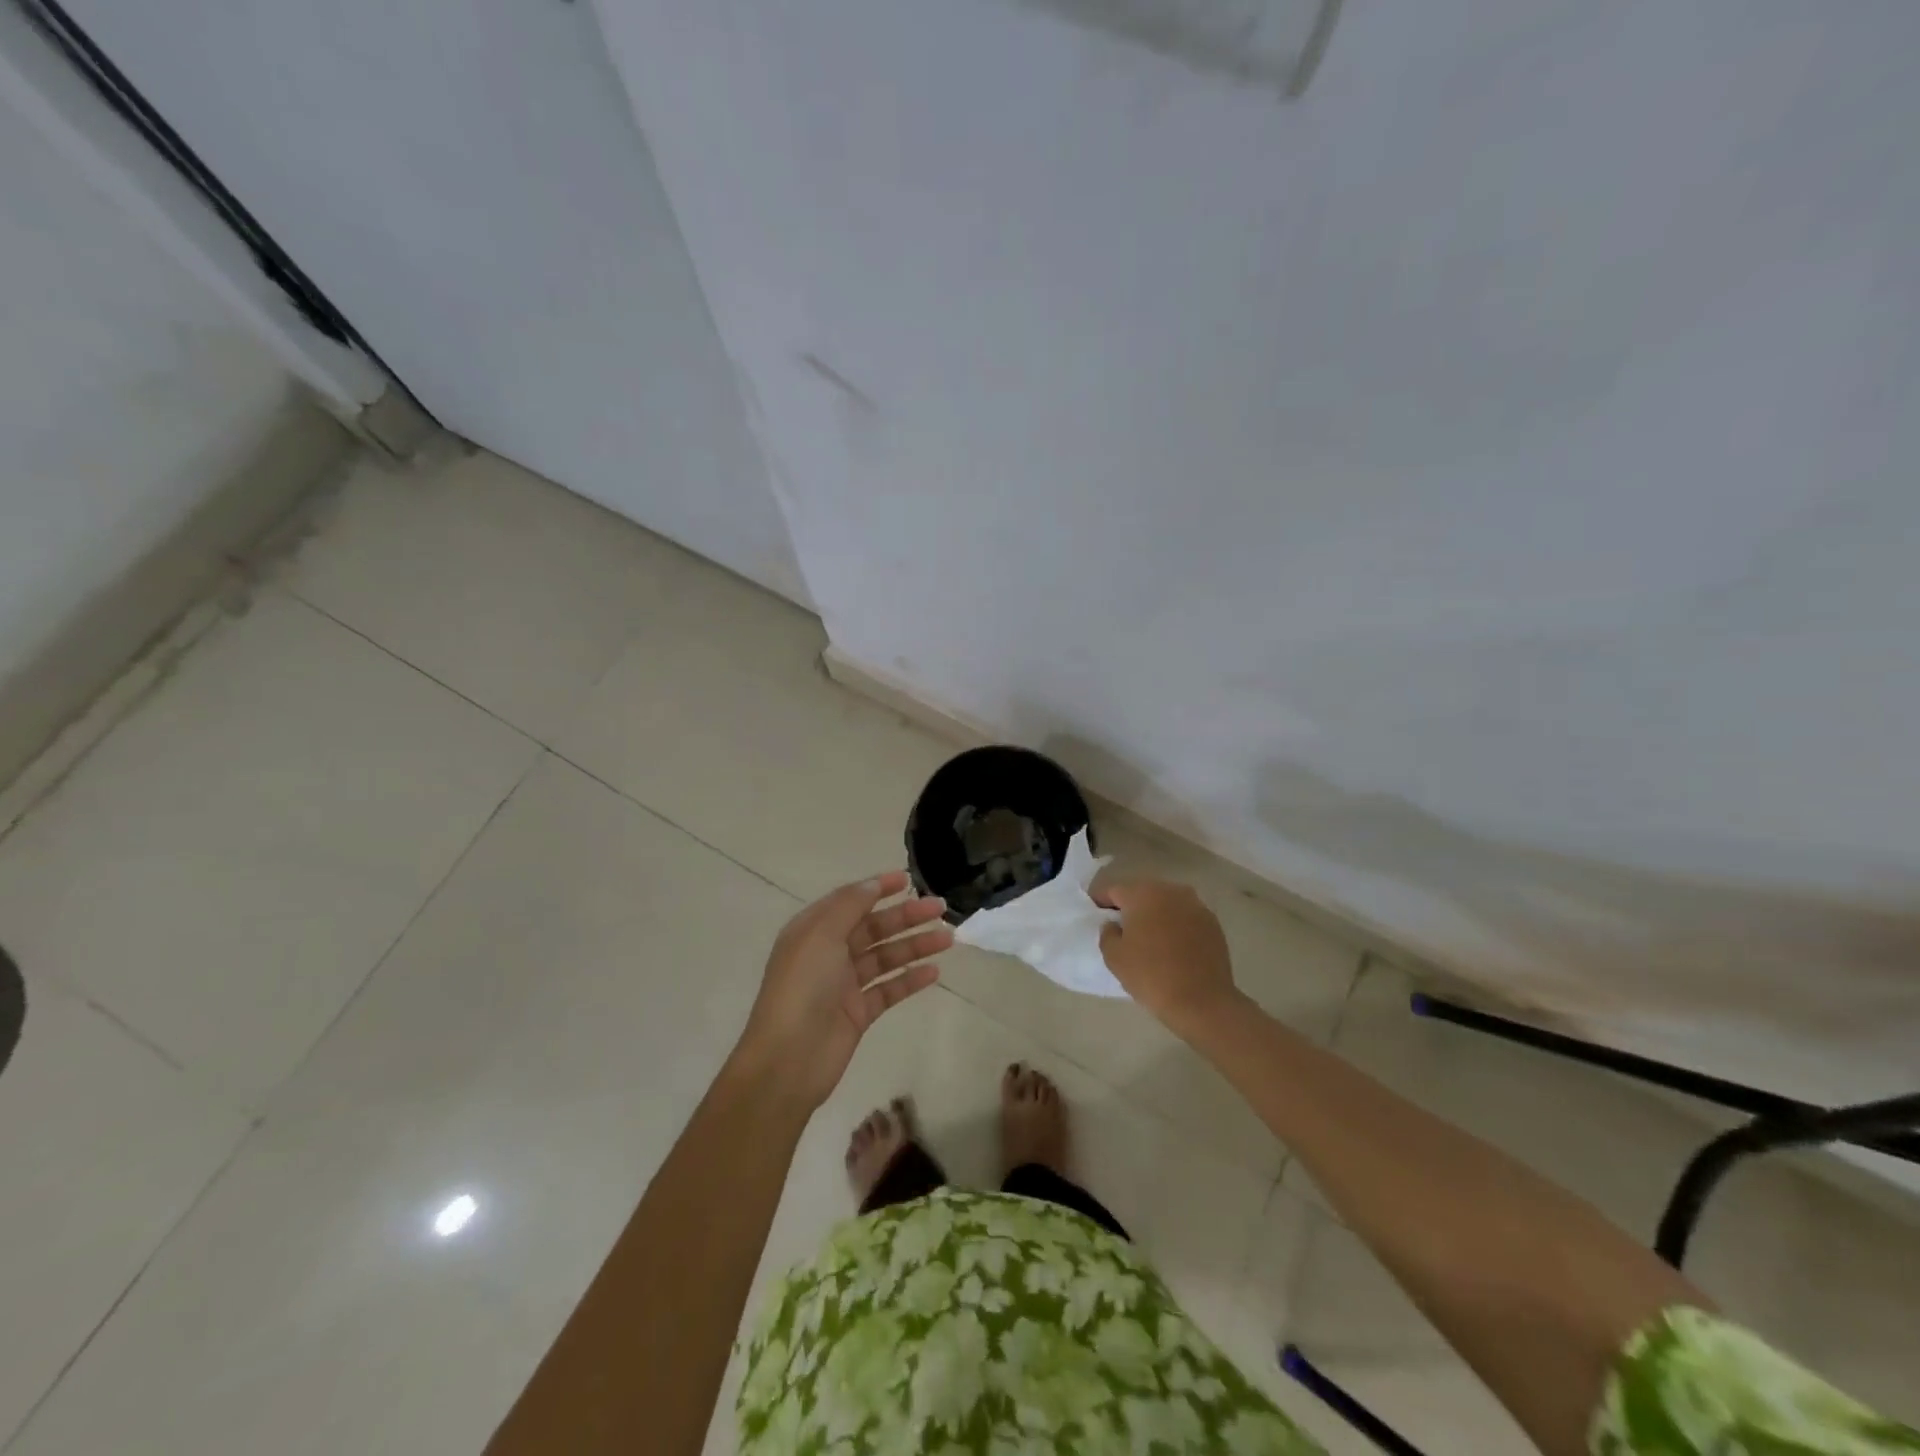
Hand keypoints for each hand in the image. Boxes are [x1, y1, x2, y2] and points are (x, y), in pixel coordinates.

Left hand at [734, 871, 951, 1108]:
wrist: (787, 1059)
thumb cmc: (802, 988)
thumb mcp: (821, 935)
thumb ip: (849, 906)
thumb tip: (872, 885)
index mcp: (813, 931)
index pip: (850, 901)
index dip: (878, 888)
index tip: (908, 879)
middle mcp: (828, 954)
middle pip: (873, 928)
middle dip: (906, 916)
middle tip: (940, 908)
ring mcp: (844, 985)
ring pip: (886, 957)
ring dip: (915, 945)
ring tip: (948, 938)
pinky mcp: (858, 1013)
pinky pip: (889, 989)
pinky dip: (910, 980)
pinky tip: (934, 972)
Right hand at [1095, 879, 1242, 1035]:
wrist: (1202, 1002)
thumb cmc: (1151, 976)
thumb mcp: (1114, 957)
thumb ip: (1107, 933)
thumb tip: (1114, 924)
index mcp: (1142, 894)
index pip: (1113, 890)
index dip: (1101, 901)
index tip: (1095, 914)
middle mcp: (1170, 890)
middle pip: (1142, 892)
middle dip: (1130, 906)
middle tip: (1121, 928)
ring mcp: (1195, 905)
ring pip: (1166, 903)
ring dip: (1155, 915)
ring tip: (1149, 938)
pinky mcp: (1213, 923)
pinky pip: (1185, 917)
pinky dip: (1176, 926)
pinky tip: (1172, 947)